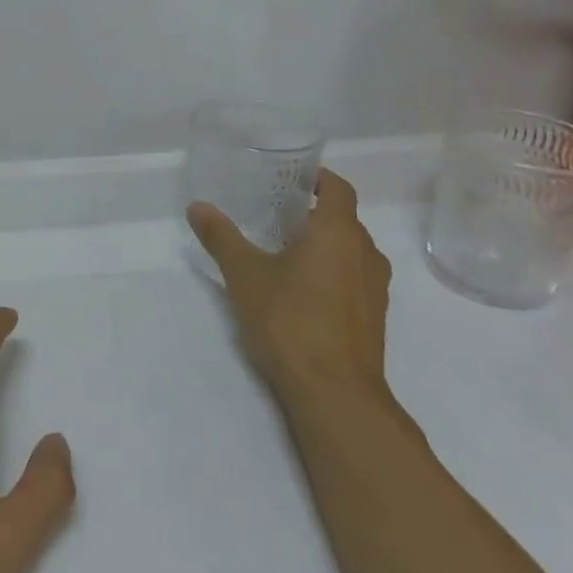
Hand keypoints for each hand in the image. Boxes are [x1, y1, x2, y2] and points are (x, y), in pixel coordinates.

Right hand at [187, 169, 392, 404]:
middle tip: (275, 213)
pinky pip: (353, 279)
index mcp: (338, 233)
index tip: (291, 178)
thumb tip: (198, 207)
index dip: (319, 178)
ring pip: (351, 252)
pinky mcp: (373, 319)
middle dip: (314, 213)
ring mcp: (374, 289)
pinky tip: (300, 290)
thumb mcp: (244, 274)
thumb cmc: (290, 321)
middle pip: (345, 220)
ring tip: (285, 250)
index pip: (339, 189)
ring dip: (324, 245)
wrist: (335, 394)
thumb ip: (222, 237)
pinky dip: (332, 273)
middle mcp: (365, 254)